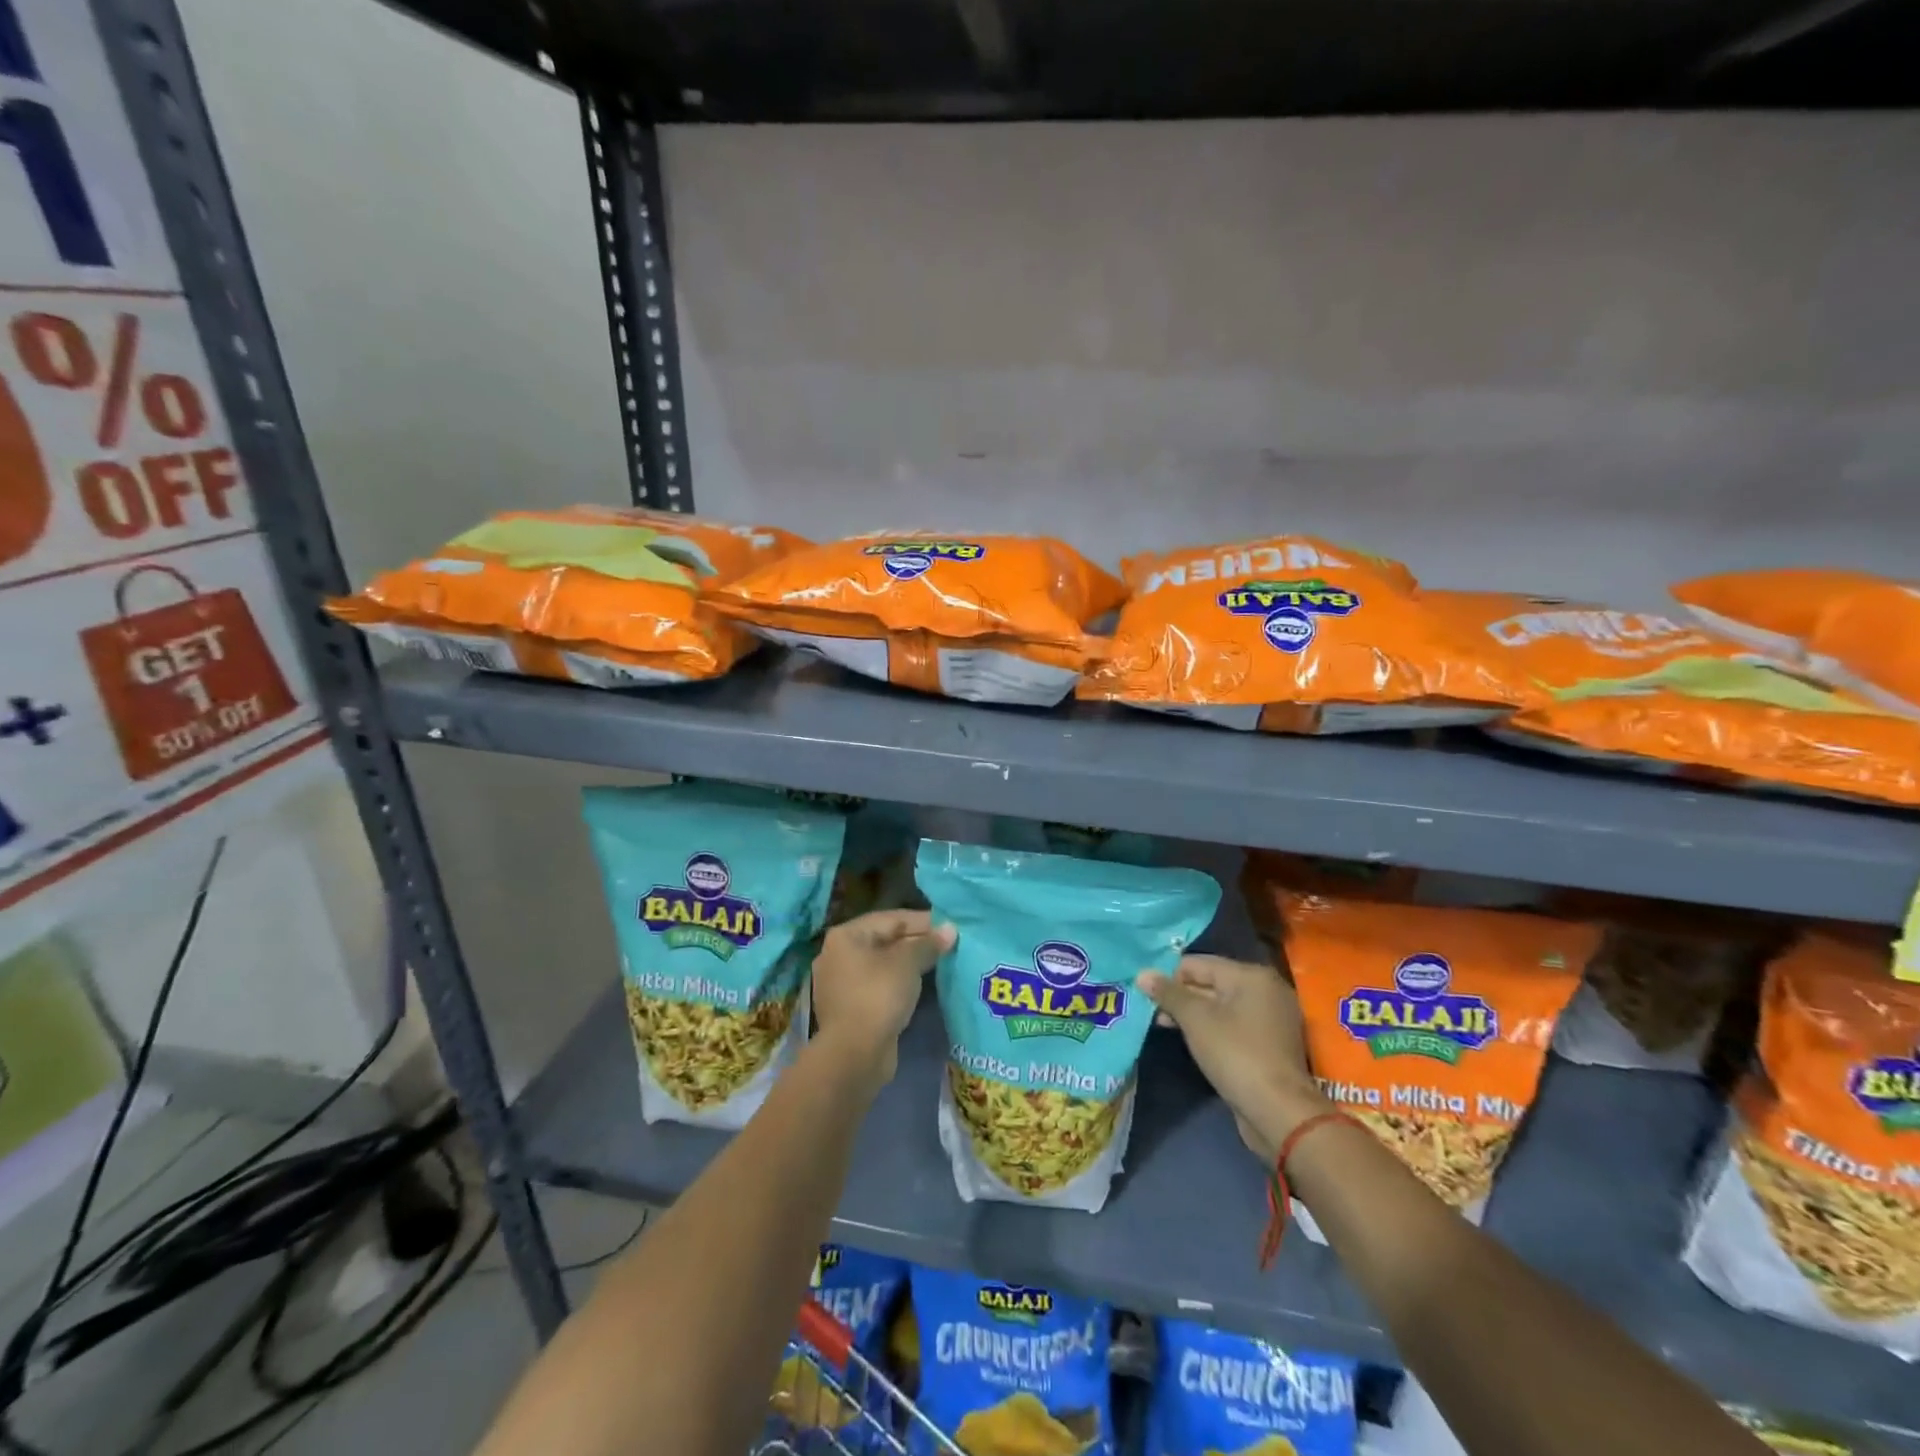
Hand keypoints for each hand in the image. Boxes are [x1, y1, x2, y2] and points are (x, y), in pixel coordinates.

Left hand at [811, 909, 954, 1083]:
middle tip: (947, 945)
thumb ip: (929, 943)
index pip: (890, 919)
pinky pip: (877, 986)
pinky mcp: (848, 1008)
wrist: (855, 1053)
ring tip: (938, 964)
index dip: (922, 921)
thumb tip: (950, 930)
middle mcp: (837, 955)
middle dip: (916, 942)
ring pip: (881, 965)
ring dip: (908, 964)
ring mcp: (840, 984)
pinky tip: (919, 986)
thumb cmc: (879, 995)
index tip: (948, 926)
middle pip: (884, 940)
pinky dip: (897, 983)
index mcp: (845, 936)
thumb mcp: (908, 963)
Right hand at [1138, 954, 1329, 1163]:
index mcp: (1251, 975)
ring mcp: (1272, 1018)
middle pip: (1211, 982)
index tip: (1149, 997)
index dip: (1170, 977)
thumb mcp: (1195, 1019)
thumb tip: (1142, 973)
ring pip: (1222, 1006)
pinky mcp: (1271, 1044)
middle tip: (1155, 1015)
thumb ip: (1168, 993)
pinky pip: (1234, 1025)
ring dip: (1194, 1015)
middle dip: (1181, 997)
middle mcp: (1266, 990)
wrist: (1279, 1112)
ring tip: (1168, 1028)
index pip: (1198, 963)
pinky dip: (1213, 1029)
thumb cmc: (1235, 1054)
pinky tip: (1195, 1042)